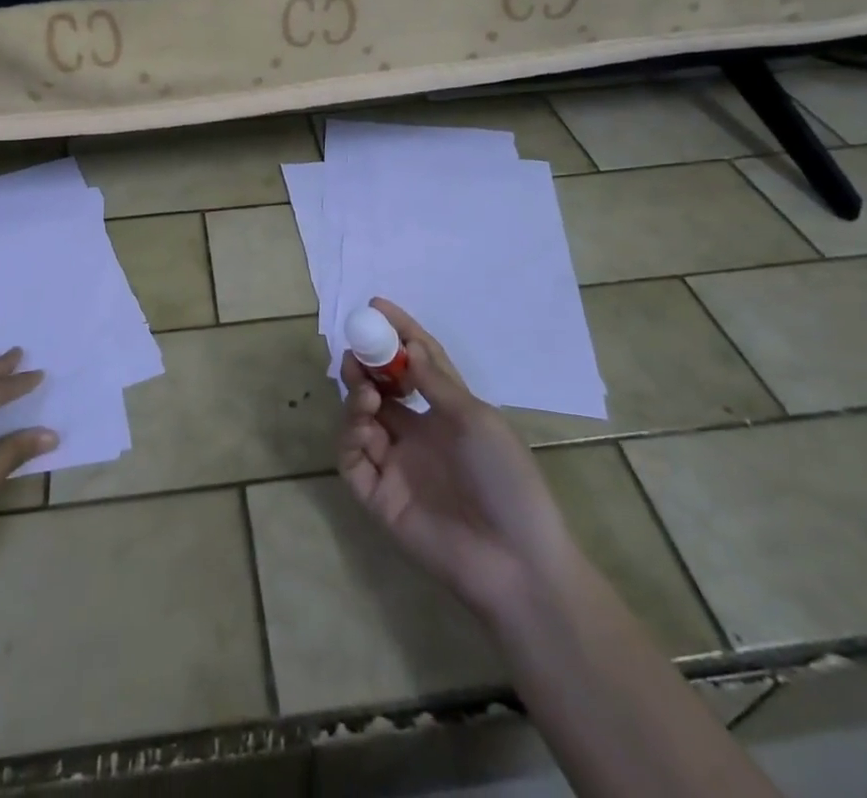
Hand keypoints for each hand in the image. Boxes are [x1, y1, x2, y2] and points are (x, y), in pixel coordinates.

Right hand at [339, 299, 567, 619]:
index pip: (415, 364)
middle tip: (356, 353)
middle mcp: (417, 434)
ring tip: (365, 391)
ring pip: (360, 420)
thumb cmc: (507, 480)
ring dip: (357, 397)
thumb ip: (436, 383)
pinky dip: (350, 436)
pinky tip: (364, 426)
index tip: (375, 306)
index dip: (397, 334)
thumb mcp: (478, 420)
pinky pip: (352, 459)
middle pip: (379, 389)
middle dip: (365, 366)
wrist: (515, 561)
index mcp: (446, 414)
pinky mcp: (378, 497)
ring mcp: (395, 465)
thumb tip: (406, 345)